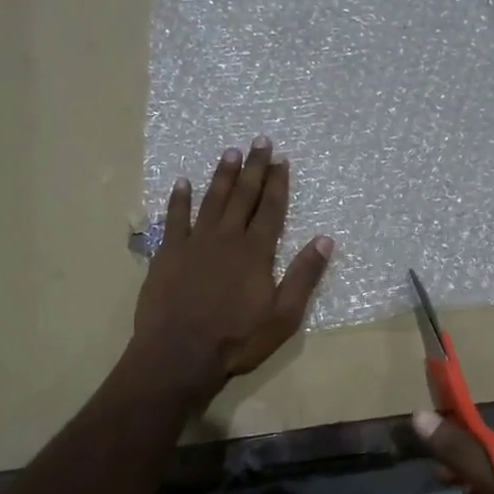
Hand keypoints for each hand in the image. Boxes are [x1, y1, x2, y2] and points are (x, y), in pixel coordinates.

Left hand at [132, 138, 333, 404]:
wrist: (179, 353)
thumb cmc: (236, 339)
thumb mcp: (283, 316)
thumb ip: (304, 276)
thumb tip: (325, 240)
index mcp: (256, 252)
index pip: (271, 209)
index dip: (278, 183)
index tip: (281, 158)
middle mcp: (226, 238)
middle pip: (243, 196)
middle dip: (253, 168)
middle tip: (259, 141)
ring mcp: (194, 243)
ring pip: (211, 200)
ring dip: (221, 175)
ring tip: (229, 152)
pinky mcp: (168, 254)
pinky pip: (174, 219)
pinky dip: (179, 199)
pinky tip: (183, 183)